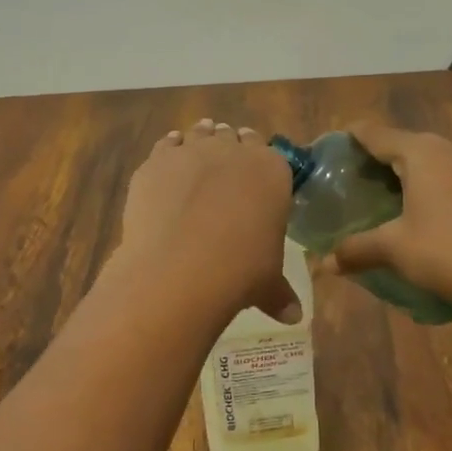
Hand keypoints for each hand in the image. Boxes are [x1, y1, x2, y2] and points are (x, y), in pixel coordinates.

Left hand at [115, 119, 298, 323]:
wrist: (181, 267)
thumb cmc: (240, 271)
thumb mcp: (267, 283)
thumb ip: (279, 293)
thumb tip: (292, 317)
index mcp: (272, 171)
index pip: (269, 152)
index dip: (259, 162)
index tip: (253, 175)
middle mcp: (234, 150)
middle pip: (233, 137)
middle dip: (229, 149)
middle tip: (223, 171)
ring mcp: (193, 150)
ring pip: (200, 133)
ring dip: (200, 141)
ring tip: (196, 161)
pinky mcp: (158, 160)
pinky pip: (167, 144)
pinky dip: (169, 150)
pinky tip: (167, 165)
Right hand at [321, 123, 451, 314]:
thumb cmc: (447, 253)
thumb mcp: (394, 249)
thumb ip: (356, 249)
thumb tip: (325, 264)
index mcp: (421, 152)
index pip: (376, 133)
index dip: (351, 138)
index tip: (333, 149)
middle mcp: (451, 150)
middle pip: (406, 144)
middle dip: (380, 160)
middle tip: (356, 183)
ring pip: (435, 162)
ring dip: (411, 176)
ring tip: (391, 201)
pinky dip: (437, 190)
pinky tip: (432, 219)